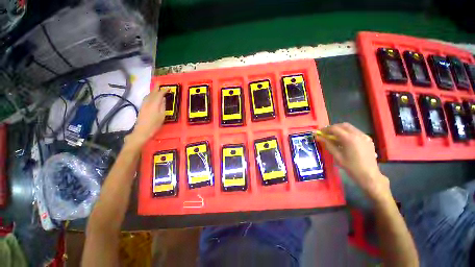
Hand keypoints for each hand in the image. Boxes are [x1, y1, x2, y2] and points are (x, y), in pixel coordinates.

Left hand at [126, 87, 168, 147]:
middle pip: (152, 93)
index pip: (159, 94)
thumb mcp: (162, 116)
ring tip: (156, 89)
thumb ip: (163, 106)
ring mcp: (144, 104)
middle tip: (160, 83)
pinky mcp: (142, 107)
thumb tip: (163, 99)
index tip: (168, 88)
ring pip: (148, 95)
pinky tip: (151, 96)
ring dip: (152, 91)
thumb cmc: (155, 124)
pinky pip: (146, 98)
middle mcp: (148, 102)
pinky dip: (150, 95)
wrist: (142, 131)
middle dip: (156, 88)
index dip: (164, 90)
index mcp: (154, 104)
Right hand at [314, 123, 390, 200]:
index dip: (325, 129)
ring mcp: (364, 136)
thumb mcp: (337, 156)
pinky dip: (348, 133)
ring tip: (334, 137)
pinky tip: (345, 141)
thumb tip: (318, 137)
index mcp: (349, 139)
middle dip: (333, 128)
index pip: (335, 128)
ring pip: (350, 127)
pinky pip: (356, 132)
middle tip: (326, 134)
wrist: (369, 176)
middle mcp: (358, 134)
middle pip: (343, 125)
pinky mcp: (368, 139)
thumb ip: (327, 144)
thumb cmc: (351, 167)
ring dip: (340, 129)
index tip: (319, 133)